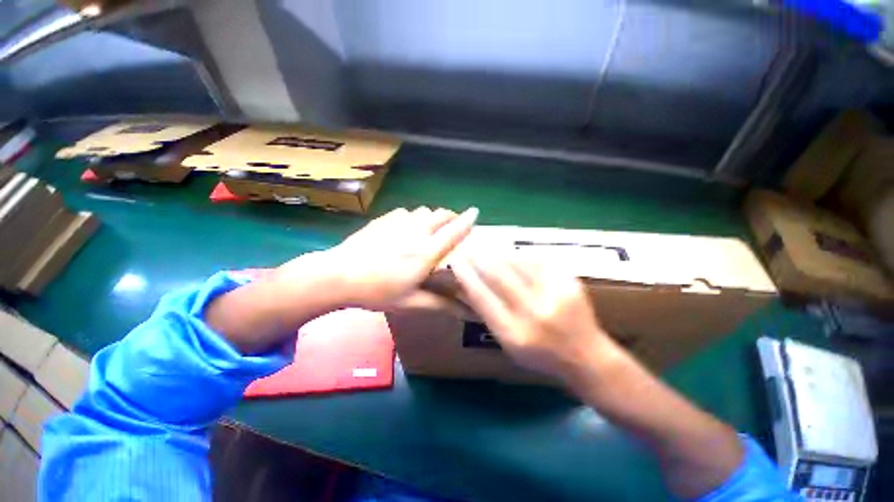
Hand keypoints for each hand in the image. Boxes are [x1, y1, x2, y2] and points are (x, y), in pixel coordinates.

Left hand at [274, 206, 477, 311]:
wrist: (338, 276)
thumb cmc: (377, 291)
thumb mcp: (411, 302)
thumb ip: (441, 304)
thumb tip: (468, 312)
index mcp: (427, 252)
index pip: (454, 230)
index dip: (468, 219)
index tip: (476, 212)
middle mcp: (417, 232)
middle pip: (441, 214)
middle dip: (451, 216)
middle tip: (453, 226)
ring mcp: (398, 222)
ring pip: (424, 211)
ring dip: (432, 217)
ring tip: (430, 228)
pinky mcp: (384, 220)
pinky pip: (406, 212)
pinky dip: (413, 217)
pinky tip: (406, 228)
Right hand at [452, 251, 622, 382]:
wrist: (587, 357)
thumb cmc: (540, 355)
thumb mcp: (508, 344)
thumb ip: (487, 315)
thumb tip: (465, 287)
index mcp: (513, 334)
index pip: (481, 296)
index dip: (465, 275)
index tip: (455, 260)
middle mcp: (533, 313)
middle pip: (497, 274)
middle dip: (478, 255)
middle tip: (467, 243)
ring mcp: (554, 295)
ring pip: (517, 262)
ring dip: (497, 249)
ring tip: (484, 241)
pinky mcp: (569, 282)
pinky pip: (538, 259)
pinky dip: (520, 252)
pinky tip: (510, 248)